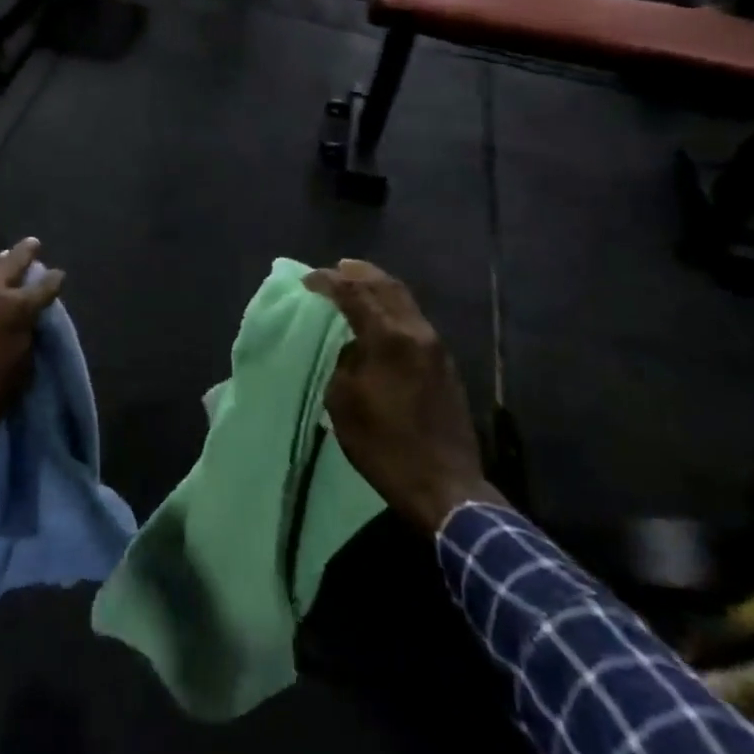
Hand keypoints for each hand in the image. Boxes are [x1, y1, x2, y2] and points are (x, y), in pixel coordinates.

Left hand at [0, 239, 63, 505]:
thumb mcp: (22, 368)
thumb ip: (26, 336)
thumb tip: (25, 322)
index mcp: (16, 309)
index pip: (44, 287)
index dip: (54, 280)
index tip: (59, 275)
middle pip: (11, 263)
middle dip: (24, 253)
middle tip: (32, 243)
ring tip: (3, 263)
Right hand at [304, 259, 499, 534]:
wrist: (445, 485)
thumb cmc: (385, 446)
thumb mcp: (344, 403)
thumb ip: (345, 363)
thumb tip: (354, 348)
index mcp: (389, 339)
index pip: (355, 293)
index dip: (329, 282)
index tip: (307, 280)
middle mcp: (416, 333)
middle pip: (387, 286)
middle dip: (359, 273)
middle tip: (335, 268)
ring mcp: (436, 348)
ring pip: (405, 301)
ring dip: (378, 288)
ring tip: (356, 284)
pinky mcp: (445, 365)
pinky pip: (414, 320)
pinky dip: (392, 308)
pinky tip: (379, 317)